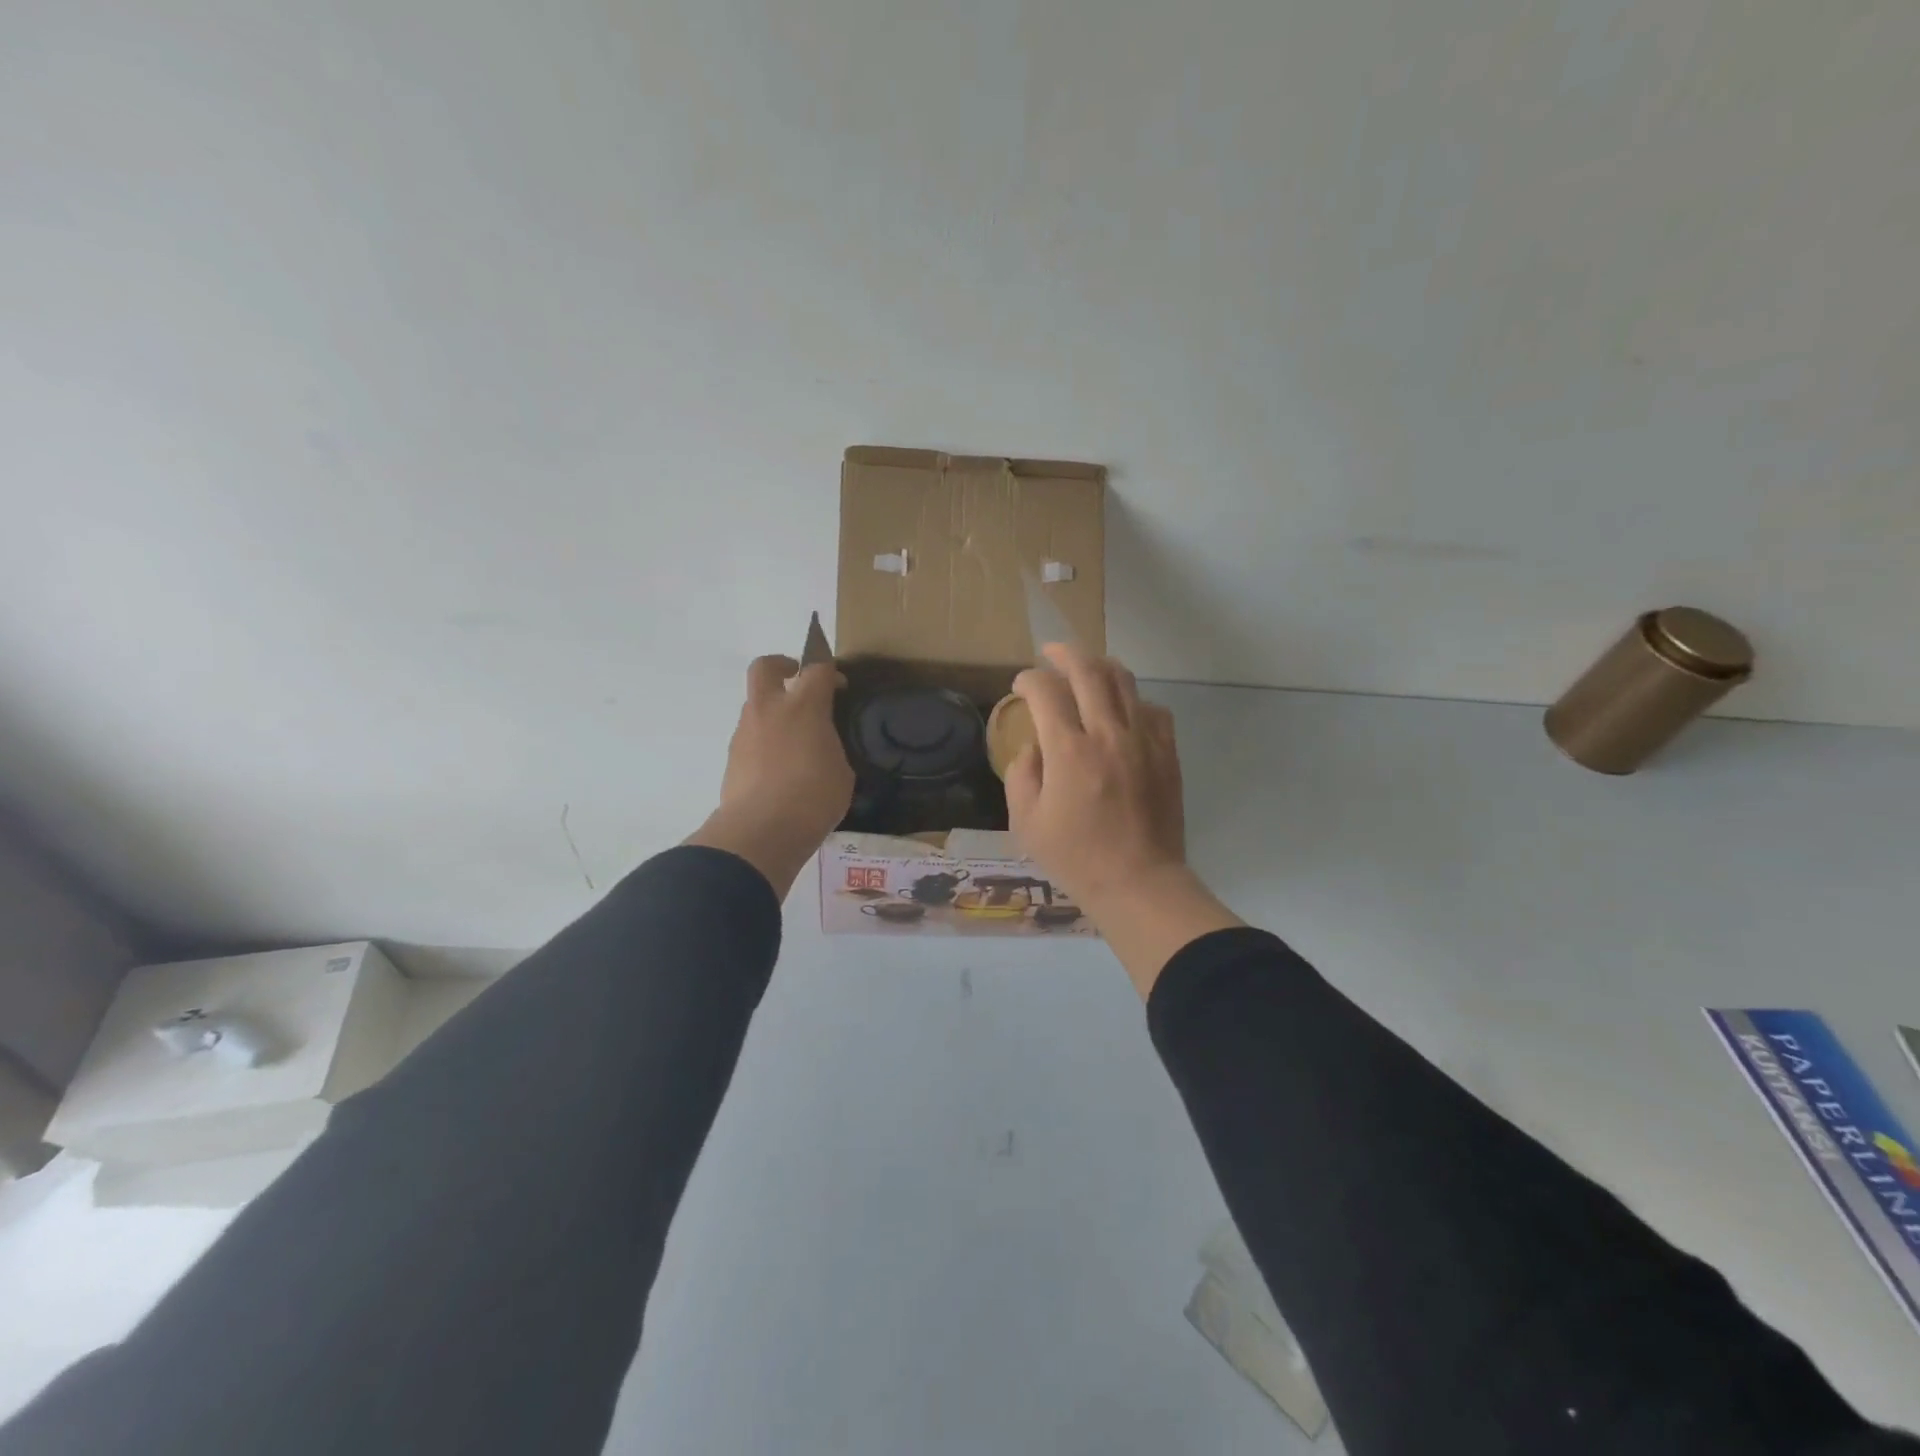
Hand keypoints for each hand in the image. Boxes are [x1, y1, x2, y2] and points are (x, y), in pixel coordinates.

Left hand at [686, 655, 853, 898]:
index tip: (839, 685)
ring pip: (755, 704)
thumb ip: (830, 746)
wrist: (761, 831)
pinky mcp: (732, 757)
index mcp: (803, 706)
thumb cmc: (813, 797)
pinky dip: (765, 741)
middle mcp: (769, 709)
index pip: (817, 669)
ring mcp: (745, 732)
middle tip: (798, 681)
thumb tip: (820, 745)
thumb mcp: (841, 770)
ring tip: (795, 740)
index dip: (830, 671)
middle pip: (766, 666)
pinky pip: (751, 737)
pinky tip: (780, 768)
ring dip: (774, 710)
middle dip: (782, 665)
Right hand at [1004, 644, 1185, 904]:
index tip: (1020, 685)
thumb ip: (1021, 774)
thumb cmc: (1076, 858)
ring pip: (1124, 681)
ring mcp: (1143, 740)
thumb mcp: (1026, 822)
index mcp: (1069, 751)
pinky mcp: (1167, 752)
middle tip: (1050, 654)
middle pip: (1088, 671)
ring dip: (1099, 666)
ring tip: (1085, 668)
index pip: (1046, 692)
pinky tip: (1122, 710)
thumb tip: (1034, 746)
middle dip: (1064, 654)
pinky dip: (1132, 699)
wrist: (1139, 883)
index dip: (1028, 680)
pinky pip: (1152, 708)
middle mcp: (1108, 734)